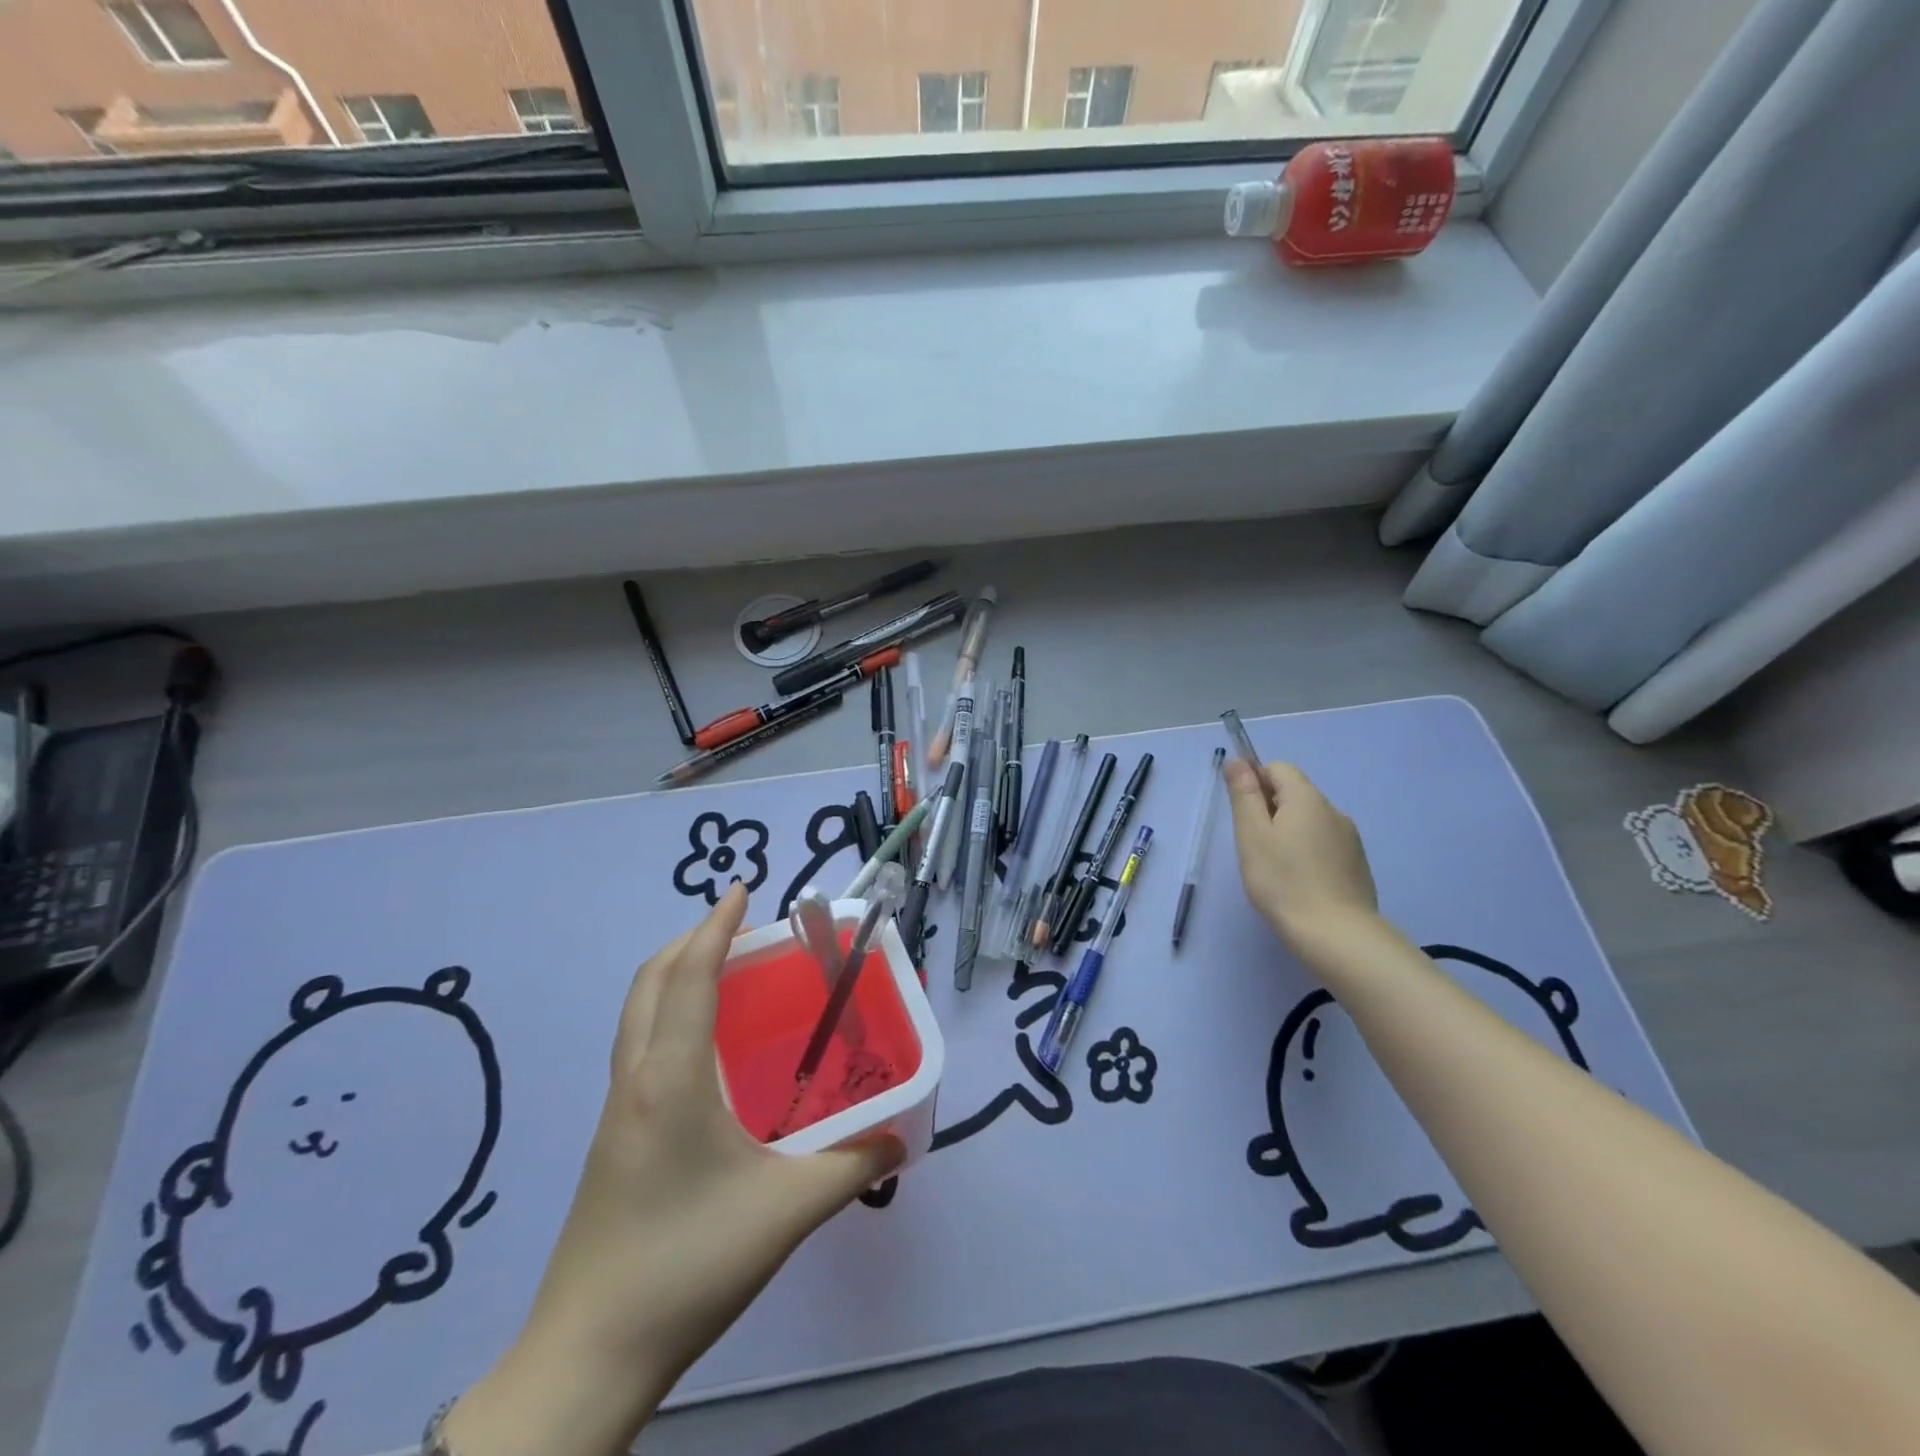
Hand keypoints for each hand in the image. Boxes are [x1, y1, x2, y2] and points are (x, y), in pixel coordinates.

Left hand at [443, 884, 902, 1455]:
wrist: (588, 1355)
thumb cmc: (688, 1264)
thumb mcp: (786, 1211)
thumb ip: (851, 1166)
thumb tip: (899, 1138)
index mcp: (670, 1077)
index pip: (688, 975)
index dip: (714, 926)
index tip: (742, 890)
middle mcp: (635, 1079)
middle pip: (650, 982)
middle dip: (690, 941)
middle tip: (739, 930)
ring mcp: (617, 1110)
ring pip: (637, 1013)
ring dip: (675, 975)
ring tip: (725, 974)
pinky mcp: (612, 1139)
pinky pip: (639, 1046)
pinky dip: (668, 1014)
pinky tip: (706, 1050)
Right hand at [1225, 759, 1378, 961]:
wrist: (1337, 935)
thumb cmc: (1283, 881)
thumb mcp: (1252, 835)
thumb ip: (1244, 795)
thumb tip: (1238, 761)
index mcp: (1307, 799)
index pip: (1278, 768)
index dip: (1255, 783)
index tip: (1244, 817)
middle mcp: (1333, 811)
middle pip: (1295, 794)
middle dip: (1270, 811)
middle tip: (1254, 847)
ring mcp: (1350, 839)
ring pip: (1310, 821)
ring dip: (1288, 833)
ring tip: (1275, 869)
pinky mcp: (1356, 865)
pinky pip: (1324, 844)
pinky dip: (1307, 853)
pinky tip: (1298, 883)